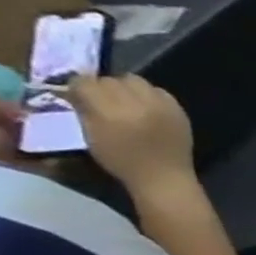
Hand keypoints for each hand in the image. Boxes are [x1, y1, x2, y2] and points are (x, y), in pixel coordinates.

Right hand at [69, 75, 194, 192]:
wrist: (163, 175)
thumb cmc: (121, 160)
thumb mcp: (90, 134)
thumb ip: (84, 109)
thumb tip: (77, 91)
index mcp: (109, 111)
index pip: (85, 82)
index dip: (78, 87)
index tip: (77, 95)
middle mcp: (137, 103)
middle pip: (111, 79)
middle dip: (102, 87)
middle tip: (102, 99)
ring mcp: (161, 105)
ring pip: (136, 80)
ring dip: (126, 87)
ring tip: (125, 102)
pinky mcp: (179, 109)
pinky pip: (159, 91)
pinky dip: (149, 94)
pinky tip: (146, 107)